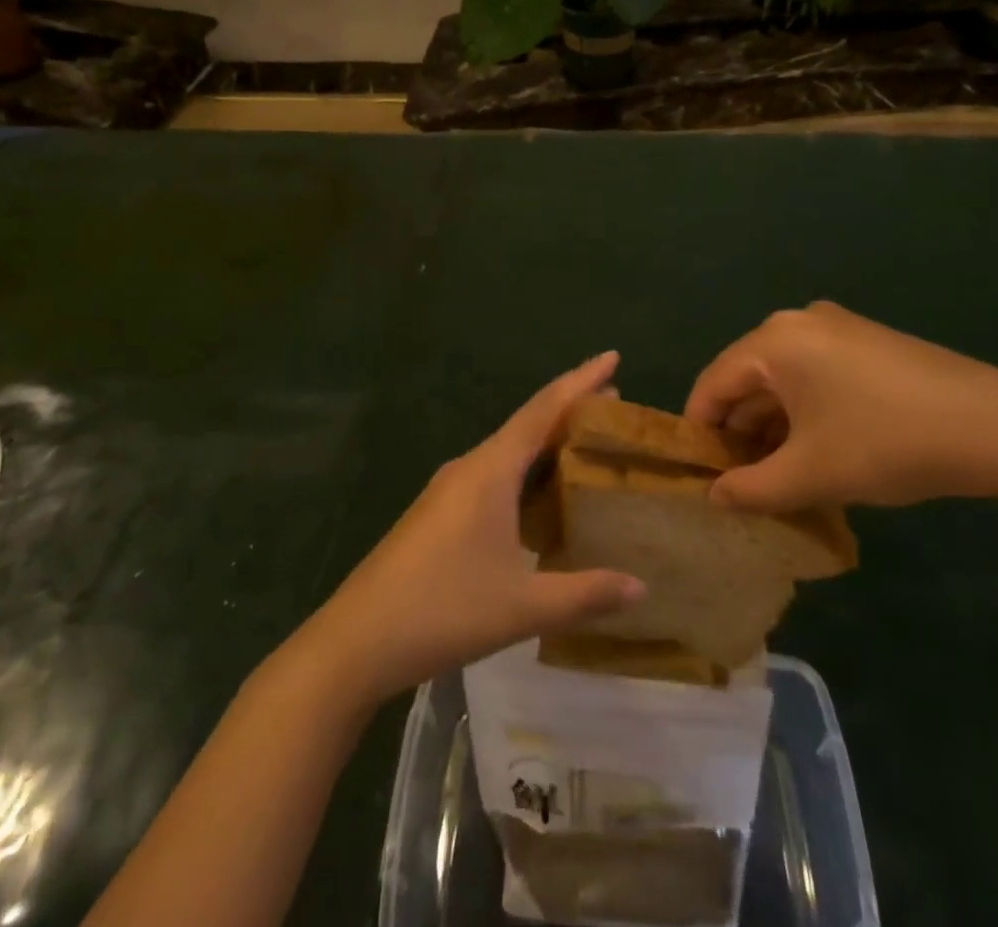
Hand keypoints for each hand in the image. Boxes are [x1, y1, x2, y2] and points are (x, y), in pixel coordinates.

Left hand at [301, 353, 645, 703]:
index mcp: (490, 470)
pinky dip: (525, 474)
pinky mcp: (438, 513)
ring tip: (586, 450)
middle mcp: (469, 467)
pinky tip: (540, 500)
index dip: (580, 381)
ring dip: (546, 445)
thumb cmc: (443, 610)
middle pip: (527, 425)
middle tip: (614, 408)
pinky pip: (493, 476)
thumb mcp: (522, 606)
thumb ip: (585, 594)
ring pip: (508, 452)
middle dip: (570, 412)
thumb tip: (641, 586)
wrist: (356, 640)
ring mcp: (448, 489)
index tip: (613, 357)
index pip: (544, 410)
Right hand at [685, 302, 997, 510]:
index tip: (697, 476)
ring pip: (783, 381)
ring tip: (775, 478)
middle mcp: (798, 323)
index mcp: (774, 341)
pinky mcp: (867, 344)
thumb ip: (751, 489)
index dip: (700, 432)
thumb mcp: (811, 475)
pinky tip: (814, 454)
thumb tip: (713, 498)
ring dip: (772, 428)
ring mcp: (837, 329)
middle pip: (747, 380)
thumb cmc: (887, 443)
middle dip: (740, 433)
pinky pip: (814, 377)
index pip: (713, 384)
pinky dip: (804, 414)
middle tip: (738, 483)